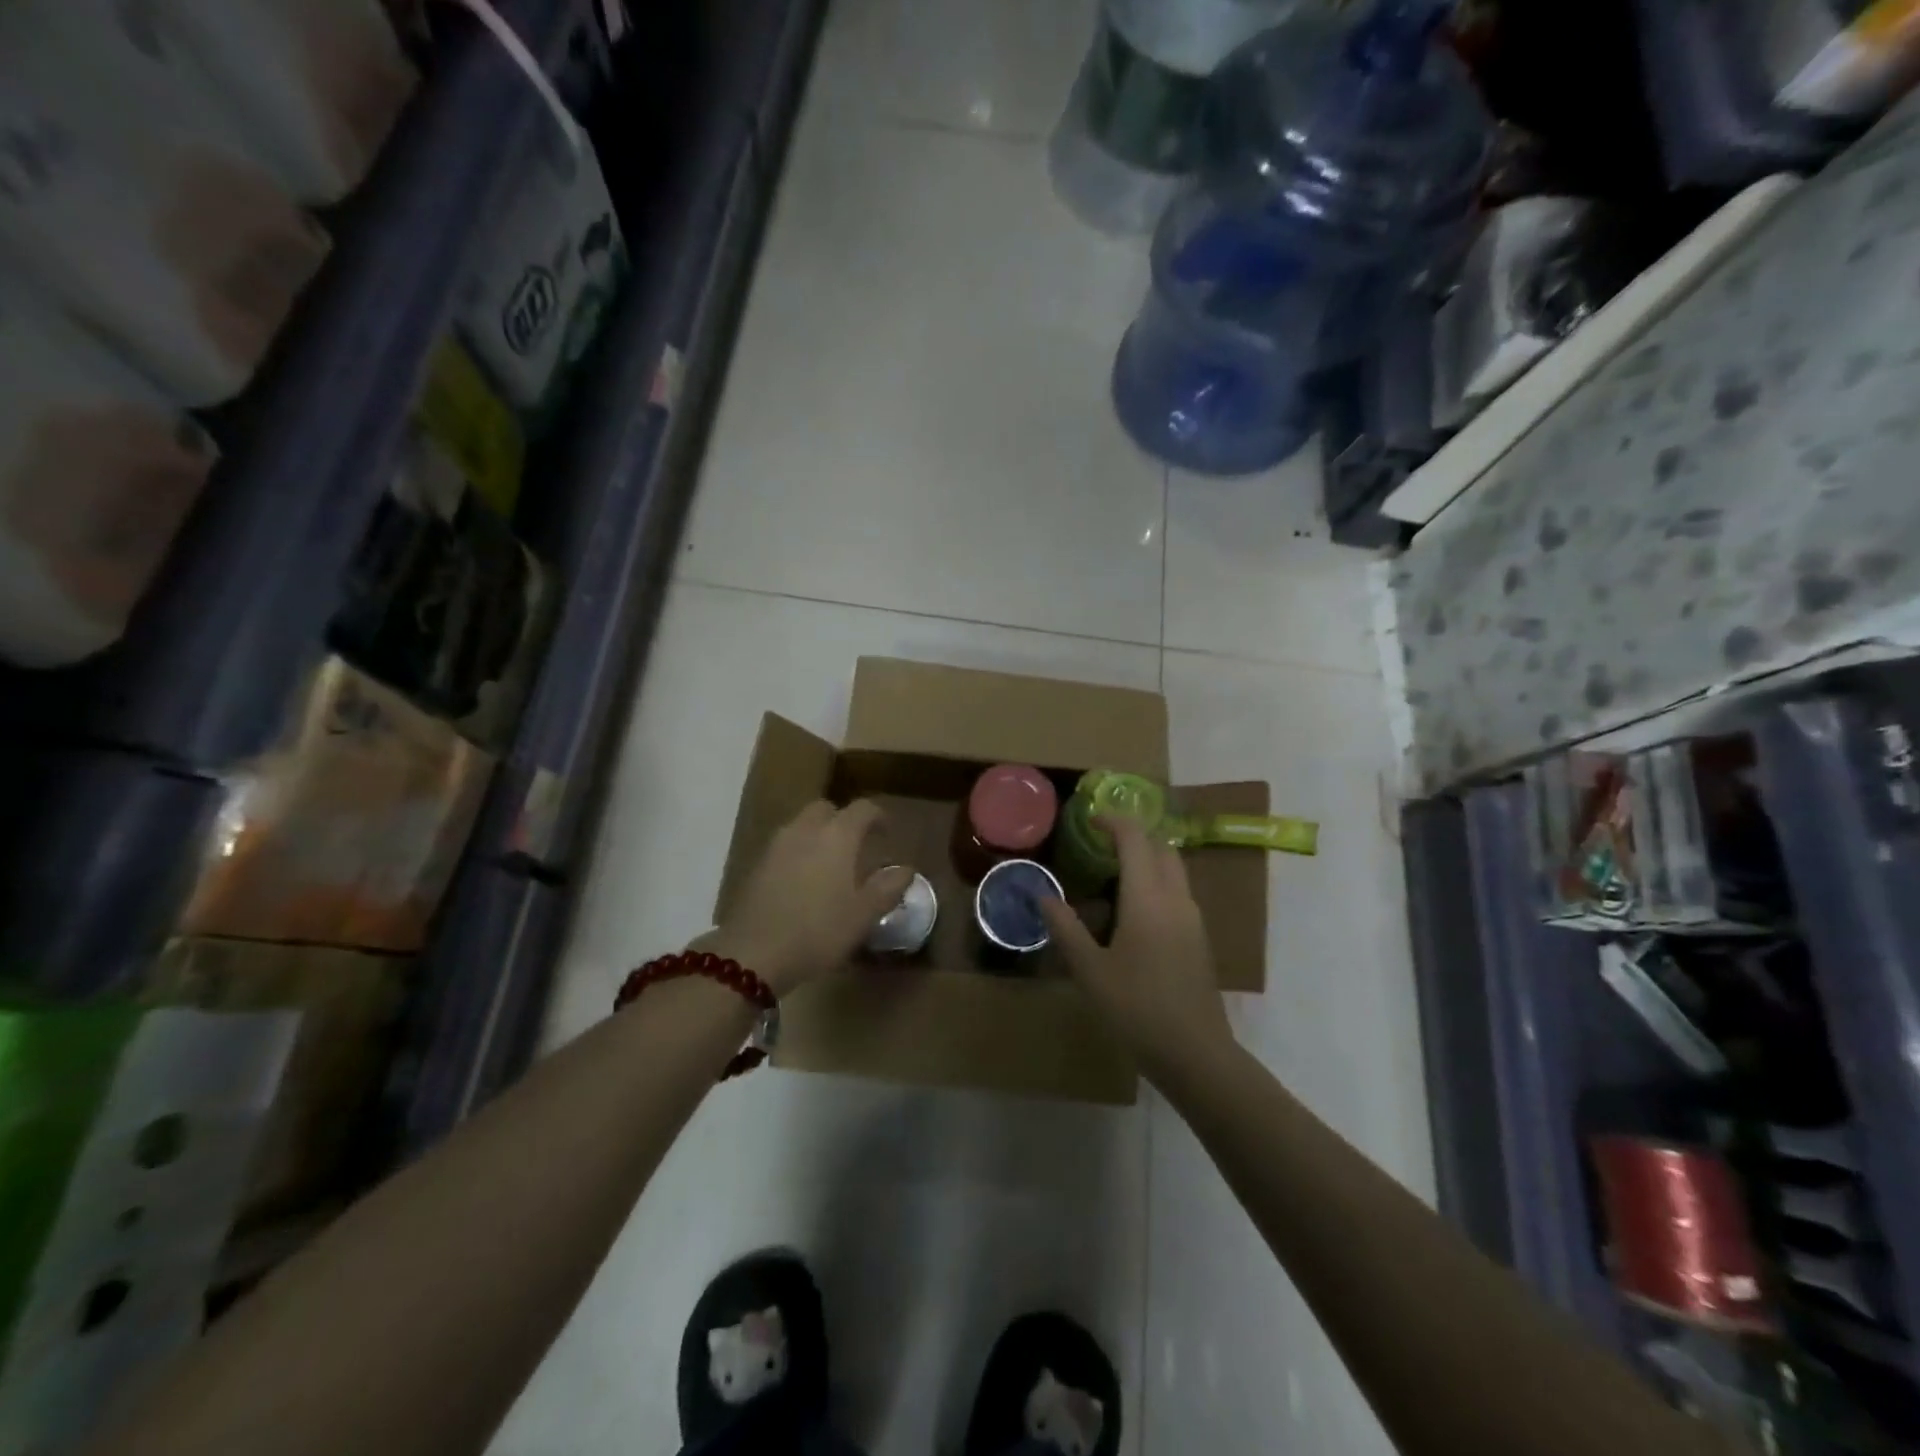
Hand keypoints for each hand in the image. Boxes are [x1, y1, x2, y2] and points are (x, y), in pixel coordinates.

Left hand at [699, 800, 913, 995]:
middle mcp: (805, 830)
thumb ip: (888, 888)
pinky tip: (804, 881)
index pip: (862, 809)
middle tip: (856, 846)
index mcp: (837, 835)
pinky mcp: (757, 864)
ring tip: (831, 864)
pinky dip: (799, 852)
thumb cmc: (818, 930)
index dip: (878, 816)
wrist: (753, 953)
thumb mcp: (863, 915)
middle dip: (843, 820)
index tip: (887, 833)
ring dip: (819, 835)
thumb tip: (905, 869)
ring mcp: (776, 845)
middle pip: (826, 809)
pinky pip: (785, 846)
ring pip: (802, 825)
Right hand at [1041, 816, 1233, 1081]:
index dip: (1113, 821)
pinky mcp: (1199, 938)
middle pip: (1161, 848)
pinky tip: (1130, 914)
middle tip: (1099, 846)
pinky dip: (1155, 884)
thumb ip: (1065, 928)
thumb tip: (1042, 895)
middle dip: (1133, 837)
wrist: (1195, 1054)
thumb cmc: (1136, 1009)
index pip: (1135, 839)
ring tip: (1109, 879)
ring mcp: (1193, 918)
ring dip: (1146, 861)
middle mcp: (1176, 899)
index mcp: (1148, 899)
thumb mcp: (1090, 970)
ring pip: (1173, 870)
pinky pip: (1177, 893)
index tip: (1090, 818)